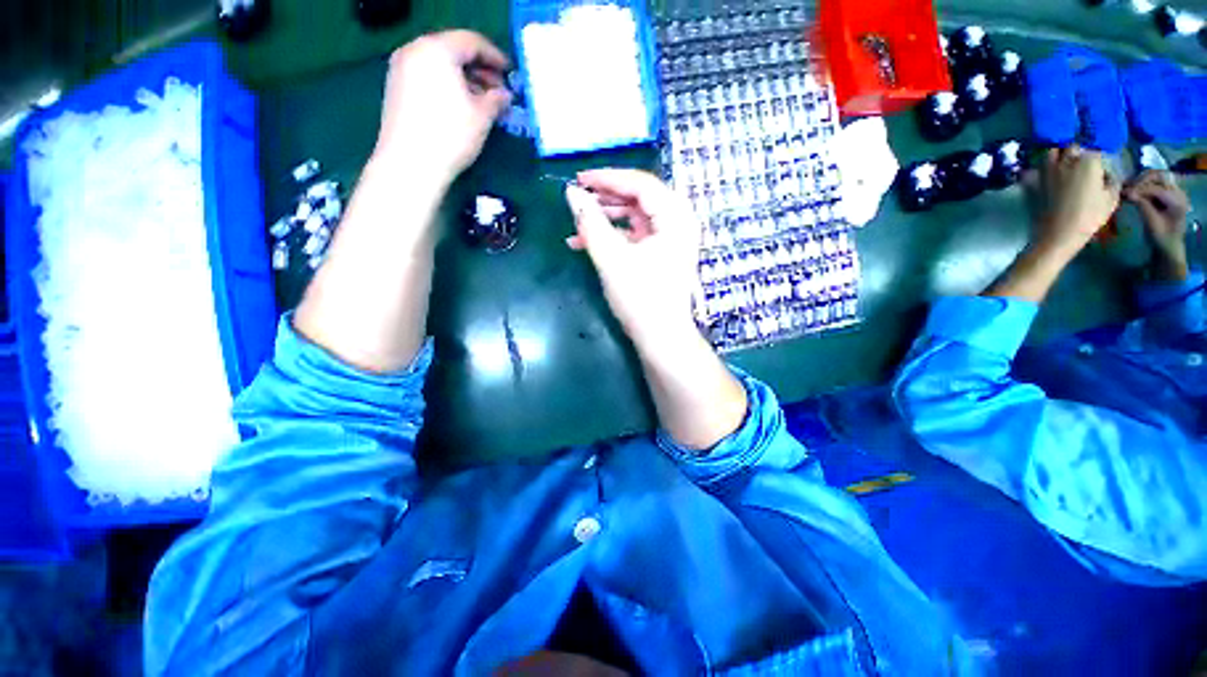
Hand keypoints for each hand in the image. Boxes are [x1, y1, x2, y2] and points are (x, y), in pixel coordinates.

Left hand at [374, 31, 511, 185]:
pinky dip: (447, 85)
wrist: (410, 163)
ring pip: (440, 64)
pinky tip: (461, 106)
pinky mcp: (396, 88)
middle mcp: (415, 50)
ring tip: (483, 101)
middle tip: (498, 89)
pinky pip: (428, 76)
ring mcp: (402, 68)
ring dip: (464, 78)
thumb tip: (504, 94)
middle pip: (453, 50)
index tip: (510, 73)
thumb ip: (496, 99)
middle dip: (480, 69)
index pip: (472, 41)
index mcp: (437, 49)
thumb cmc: (451, 135)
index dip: (495, 56)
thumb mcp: (482, 116)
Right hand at [565, 170, 701, 349]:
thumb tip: (571, 193)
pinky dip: (613, 237)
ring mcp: (670, 240)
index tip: (578, 180)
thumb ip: (590, 222)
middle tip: (577, 200)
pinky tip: (586, 243)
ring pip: (635, 217)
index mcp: (675, 217)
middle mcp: (678, 223)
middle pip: (639, 198)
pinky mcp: (661, 254)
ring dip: (605, 220)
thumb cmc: (641, 298)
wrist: (661, 338)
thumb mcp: (612, 258)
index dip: (607, 178)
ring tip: (577, 226)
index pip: (640, 184)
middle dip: (605, 199)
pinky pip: (635, 236)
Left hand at [1037, 145, 1120, 255]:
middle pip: (1073, 148)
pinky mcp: (1035, 182)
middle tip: (1082, 164)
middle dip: (1078, 153)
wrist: (1058, 233)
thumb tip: (1108, 175)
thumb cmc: (1089, 217)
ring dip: (1058, 155)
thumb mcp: (1111, 199)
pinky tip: (1042, 174)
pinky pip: (1033, 169)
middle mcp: (1067, 161)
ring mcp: (1048, 170)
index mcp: (1089, 162)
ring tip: (1063, 165)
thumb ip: (1112, 182)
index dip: (1098, 159)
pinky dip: (1038, 168)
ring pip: (1052, 152)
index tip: (1099, 167)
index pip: (1096, 151)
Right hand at [1124, 170, 1190, 280]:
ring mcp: (1173, 191)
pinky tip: (1133, 191)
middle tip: (1126, 189)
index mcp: (1177, 201)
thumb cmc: (1161, 237)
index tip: (1123, 194)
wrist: (1169, 245)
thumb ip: (1143, 206)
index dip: (1139, 189)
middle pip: (1158, 177)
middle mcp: (1177, 192)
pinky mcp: (1166, 193)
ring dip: (1141, 182)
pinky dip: (1143, 185)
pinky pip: (1154, 183)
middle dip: (1140, 181)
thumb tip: (1128, 193)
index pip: (1156, 188)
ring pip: (1155, 177)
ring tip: (1128, 190)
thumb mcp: (1152, 224)